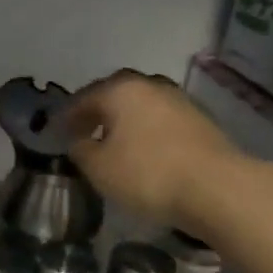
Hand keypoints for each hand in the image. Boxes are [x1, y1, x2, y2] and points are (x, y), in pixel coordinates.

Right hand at [65, 70, 242, 230]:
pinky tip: (143, 151)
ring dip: (124, 121)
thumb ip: (81, 150)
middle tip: (83, 131)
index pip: (84, 98)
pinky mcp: (200, 120)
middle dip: (97, 112)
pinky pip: (161, 120)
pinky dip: (146, 131)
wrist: (217, 187)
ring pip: (141, 106)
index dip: (67, 116)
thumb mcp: (99, 168)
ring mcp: (179, 100)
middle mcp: (150, 85)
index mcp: (121, 90)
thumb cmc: (147, 174)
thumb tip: (79, 141)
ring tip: (113, 143)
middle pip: (115, 95)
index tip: (55, 132)